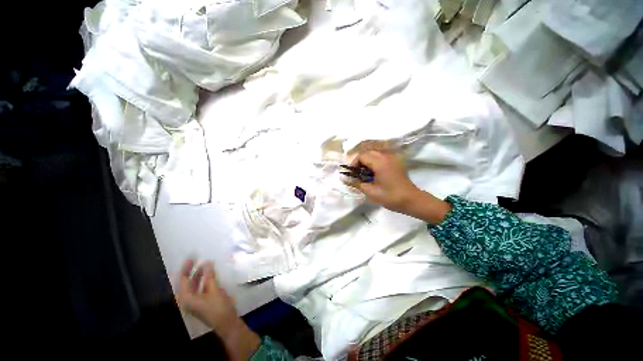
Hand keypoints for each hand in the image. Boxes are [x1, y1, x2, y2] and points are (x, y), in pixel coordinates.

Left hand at [178, 260, 238, 330]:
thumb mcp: (214, 291)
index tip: (191, 257)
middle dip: (193, 271)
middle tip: (199, 259)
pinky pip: (201, 288)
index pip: (183, 280)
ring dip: (199, 275)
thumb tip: (207, 263)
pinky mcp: (202, 302)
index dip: (186, 268)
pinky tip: (211, 275)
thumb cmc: (218, 308)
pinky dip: (205, 280)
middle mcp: (188, 300)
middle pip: (187, 282)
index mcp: (186, 298)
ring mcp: (195, 301)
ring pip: (195, 285)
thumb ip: (210, 277)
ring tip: (206, 265)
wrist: (226, 322)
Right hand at [348, 151, 450, 223]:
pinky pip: (381, 157)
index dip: (353, 163)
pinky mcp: (396, 162)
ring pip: (375, 154)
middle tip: (357, 174)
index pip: (361, 156)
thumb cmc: (390, 197)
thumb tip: (343, 178)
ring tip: (365, 174)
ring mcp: (393, 158)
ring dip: (367, 161)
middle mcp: (386, 156)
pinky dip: (374, 162)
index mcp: (380, 162)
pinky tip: (374, 173)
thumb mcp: (370, 191)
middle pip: (368, 153)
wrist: (411, 200)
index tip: (351, 173)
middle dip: (360, 162)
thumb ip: (355, 183)